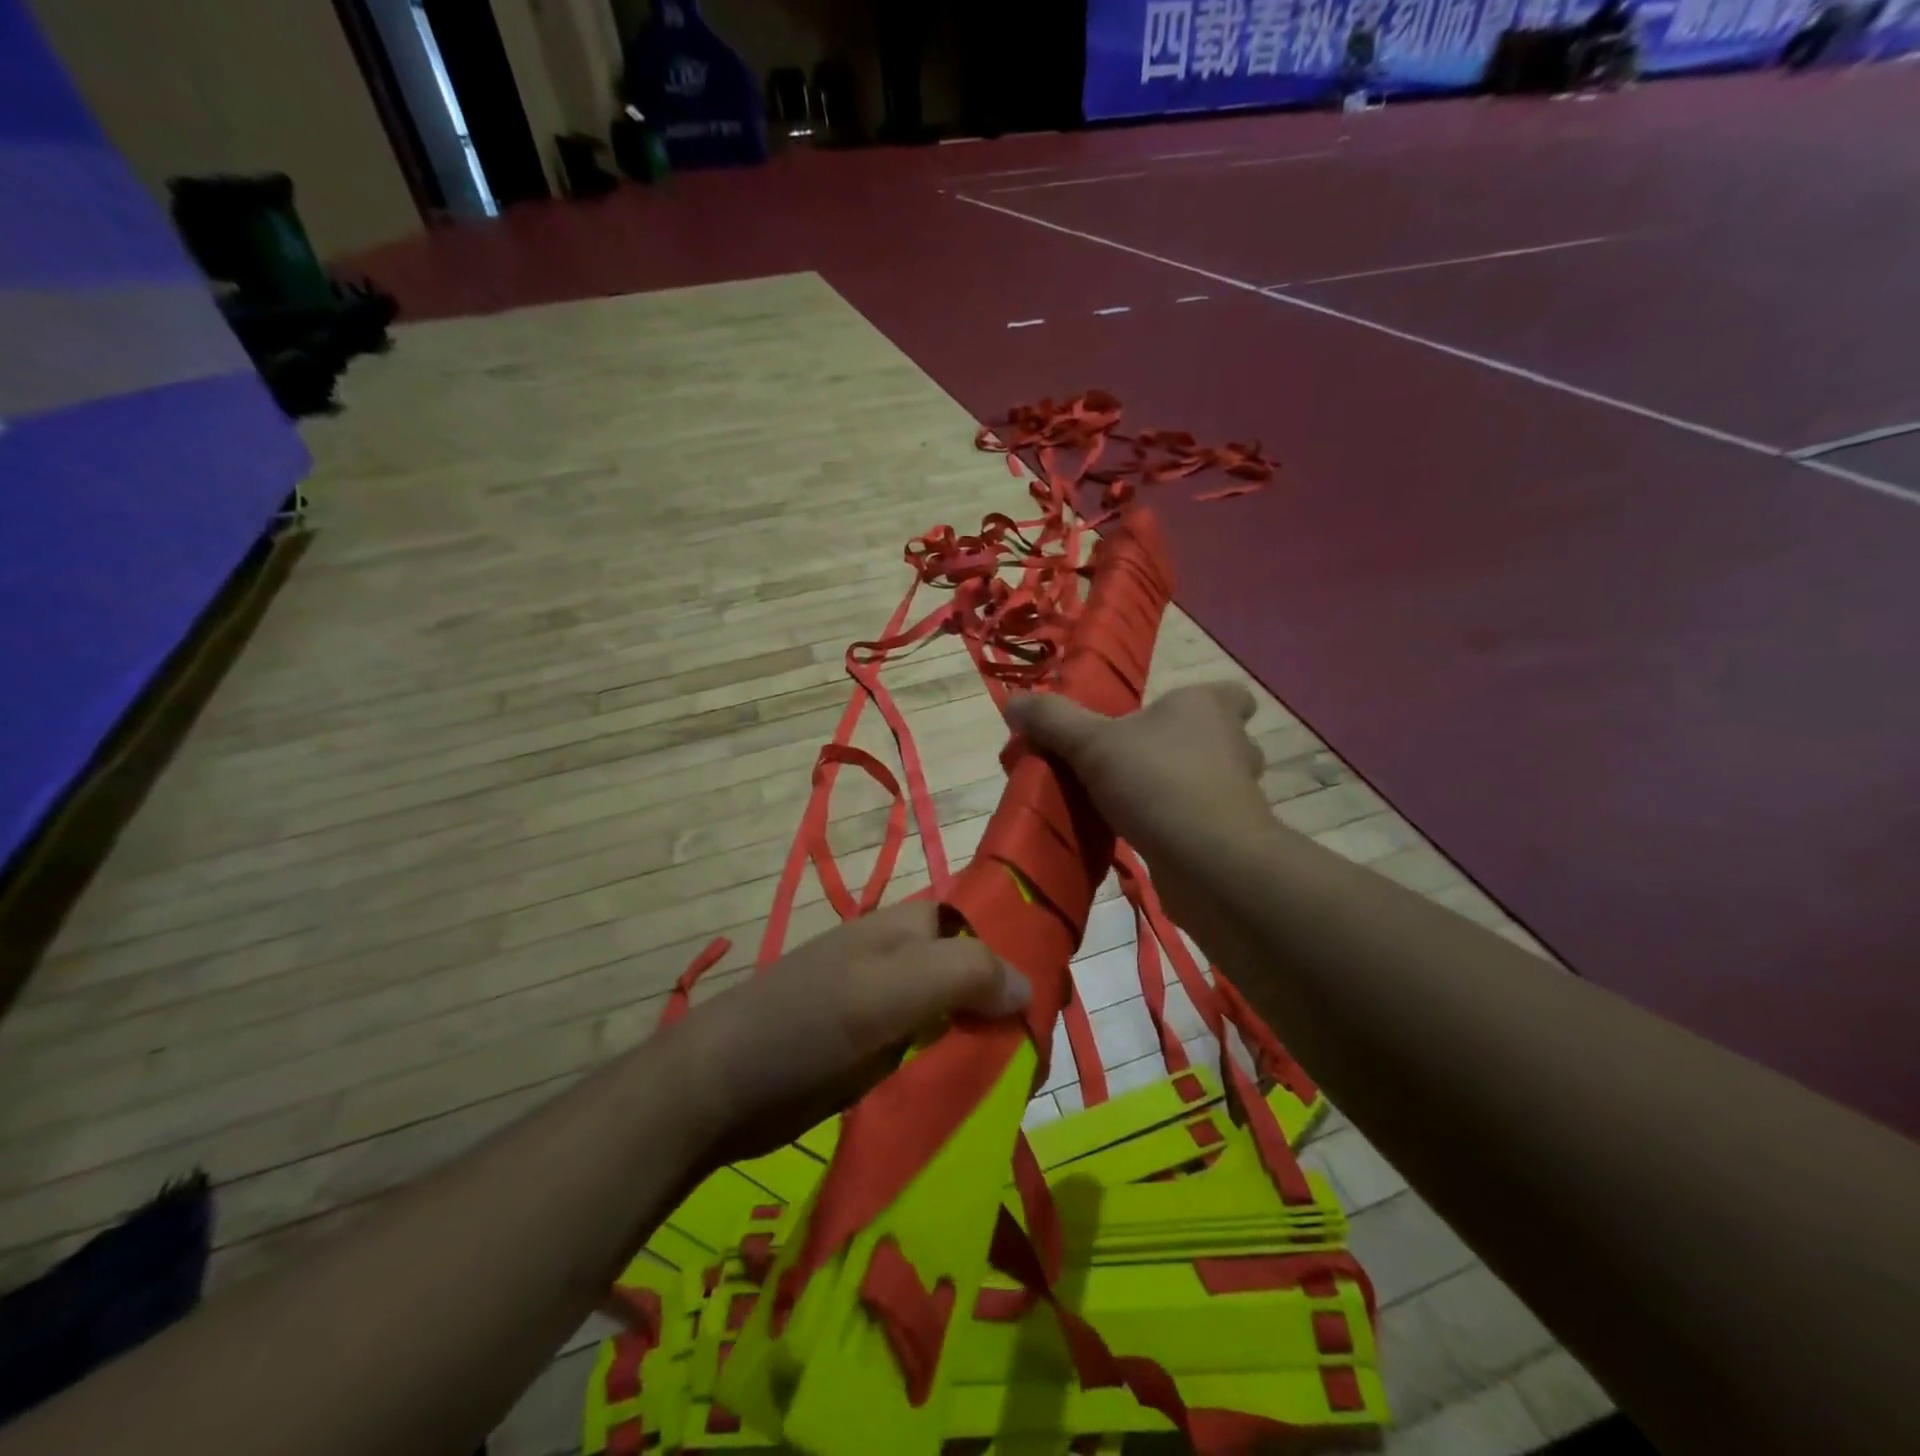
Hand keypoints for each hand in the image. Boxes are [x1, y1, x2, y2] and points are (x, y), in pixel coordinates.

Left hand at [666, 903, 1028, 1167]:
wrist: (722, 1086)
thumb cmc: (808, 1021)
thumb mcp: (889, 988)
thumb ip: (963, 973)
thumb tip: (1028, 987)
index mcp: (912, 927)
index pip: (985, 923)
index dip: (1021, 950)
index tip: (1054, 998)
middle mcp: (907, 960)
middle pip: (978, 974)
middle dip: (1009, 1009)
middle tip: (1036, 1059)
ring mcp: (891, 1007)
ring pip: (960, 1017)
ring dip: (987, 1045)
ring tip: (1018, 1085)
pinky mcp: (879, 1051)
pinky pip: (935, 1053)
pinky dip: (959, 1070)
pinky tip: (980, 1099)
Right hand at [1004, 683, 1277, 921]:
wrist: (1209, 863)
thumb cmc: (1157, 783)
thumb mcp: (1091, 744)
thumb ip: (1053, 721)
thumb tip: (1013, 702)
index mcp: (1207, 707)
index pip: (1233, 694)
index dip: (1207, 702)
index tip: (1165, 718)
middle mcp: (1232, 744)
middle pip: (1221, 738)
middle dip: (1185, 747)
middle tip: (1137, 760)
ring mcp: (1239, 793)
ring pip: (1211, 781)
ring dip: (1180, 787)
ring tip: (1134, 798)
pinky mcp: (1232, 836)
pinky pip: (1203, 819)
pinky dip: (1179, 824)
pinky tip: (1142, 833)